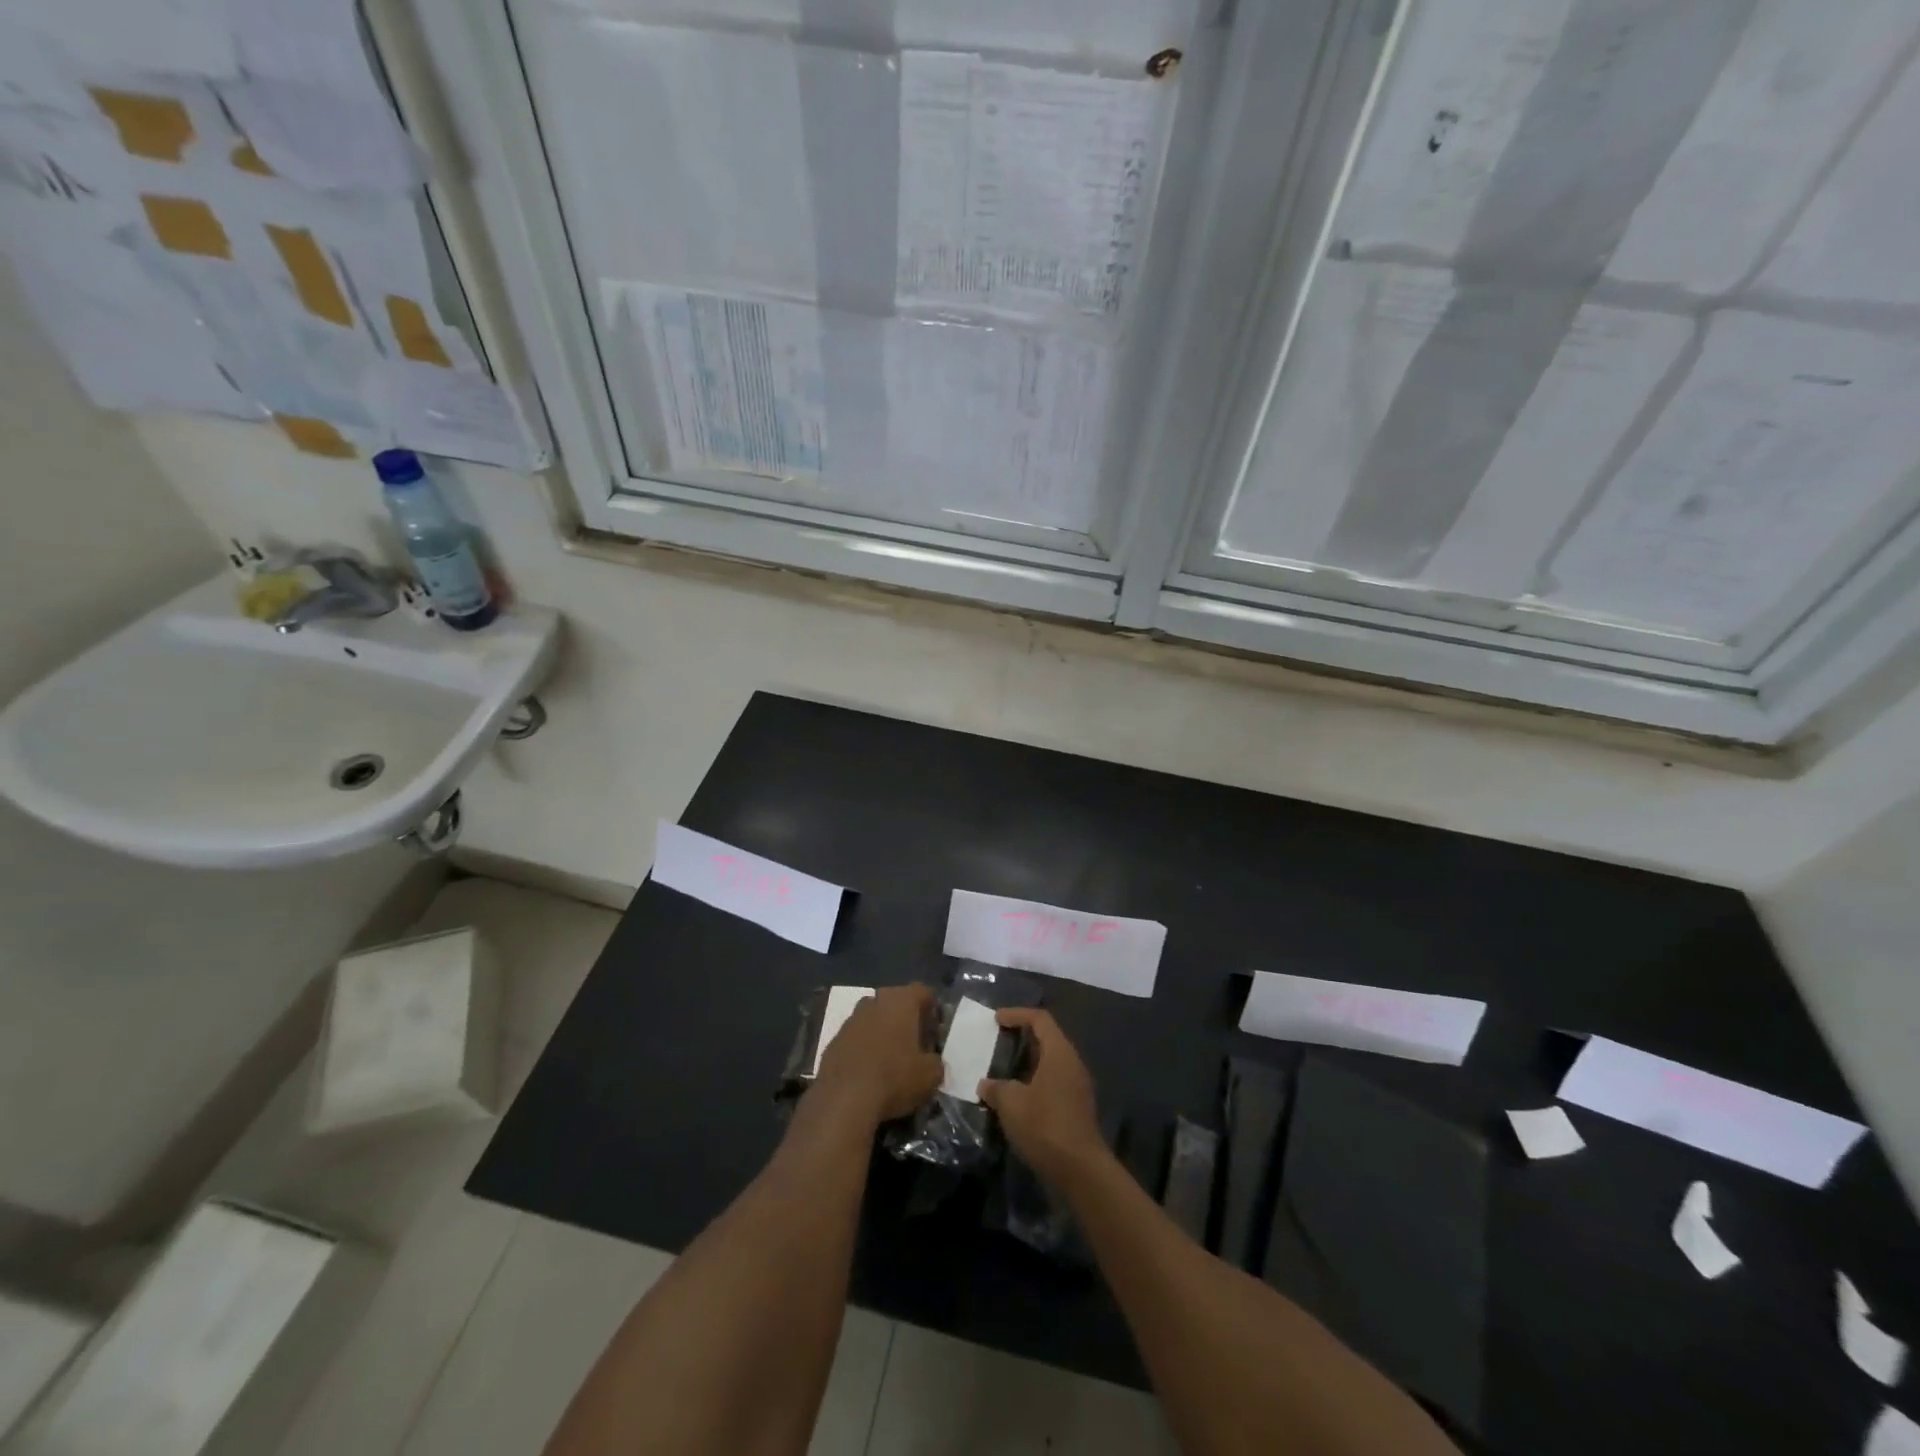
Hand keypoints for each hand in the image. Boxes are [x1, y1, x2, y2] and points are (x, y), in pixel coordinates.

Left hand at [813, 984, 943, 1125]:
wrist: (844, 1100)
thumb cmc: (894, 1078)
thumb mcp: (930, 1075)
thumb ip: (936, 1062)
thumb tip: (932, 1061)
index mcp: (901, 1000)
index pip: (924, 992)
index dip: (933, 1010)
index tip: (935, 1031)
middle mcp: (875, 1001)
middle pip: (896, 1002)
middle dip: (906, 1019)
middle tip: (915, 1044)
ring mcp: (851, 1019)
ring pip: (874, 1018)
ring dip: (883, 1032)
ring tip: (891, 1059)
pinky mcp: (833, 1040)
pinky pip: (856, 1038)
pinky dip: (864, 1048)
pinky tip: (869, 1071)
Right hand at [978, 1009, 1105, 1186]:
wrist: (1080, 1169)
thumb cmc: (1045, 1125)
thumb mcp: (1011, 1103)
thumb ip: (996, 1088)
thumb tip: (985, 1084)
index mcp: (1060, 1052)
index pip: (1040, 1019)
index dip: (1017, 1014)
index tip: (996, 1019)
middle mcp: (1073, 1063)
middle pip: (1048, 1038)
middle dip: (1023, 1036)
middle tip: (999, 1040)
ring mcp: (1078, 1085)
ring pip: (1051, 1061)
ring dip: (1028, 1061)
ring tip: (1004, 1068)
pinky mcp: (1077, 1106)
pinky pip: (1054, 1080)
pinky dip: (1035, 1079)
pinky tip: (1018, 1095)